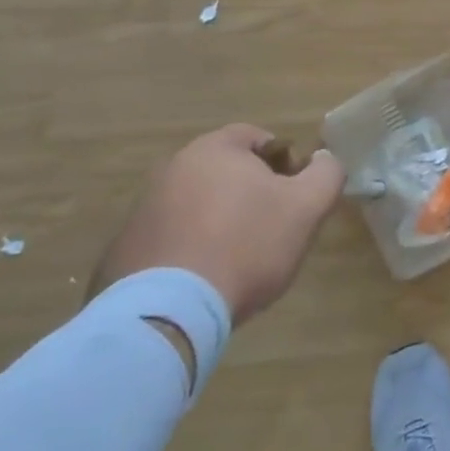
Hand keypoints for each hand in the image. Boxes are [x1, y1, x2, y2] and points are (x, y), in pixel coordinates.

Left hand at [89, 124, 345, 325]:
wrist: (168, 312)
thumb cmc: (246, 245)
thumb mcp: (307, 207)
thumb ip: (327, 174)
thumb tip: (324, 160)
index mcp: (213, 150)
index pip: (256, 137)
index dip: (284, 161)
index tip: (294, 194)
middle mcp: (171, 169)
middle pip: (225, 171)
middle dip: (251, 192)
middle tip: (273, 226)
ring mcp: (142, 210)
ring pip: (197, 204)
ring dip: (220, 221)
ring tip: (239, 259)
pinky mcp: (122, 251)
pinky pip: (170, 239)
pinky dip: (190, 250)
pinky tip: (206, 279)